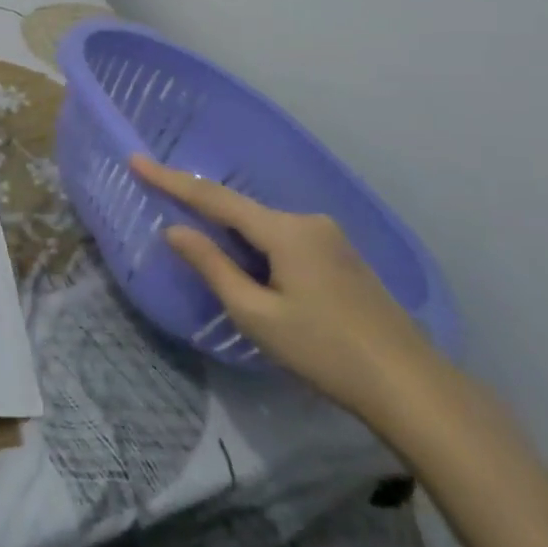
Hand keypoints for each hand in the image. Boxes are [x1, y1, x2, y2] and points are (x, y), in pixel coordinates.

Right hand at [130, 156, 444, 426]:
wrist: (412, 386)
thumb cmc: (325, 351)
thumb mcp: (257, 314)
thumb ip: (213, 267)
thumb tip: (174, 230)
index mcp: (284, 231)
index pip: (214, 197)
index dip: (171, 180)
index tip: (136, 160)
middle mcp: (307, 221)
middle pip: (241, 210)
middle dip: (202, 209)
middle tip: (164, 205)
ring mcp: (329, 238)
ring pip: (263, 227)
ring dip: (232, 235)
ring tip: (205, 252)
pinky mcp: (341, 257)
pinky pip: (284, 240)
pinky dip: (257, 248)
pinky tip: (252, 272)